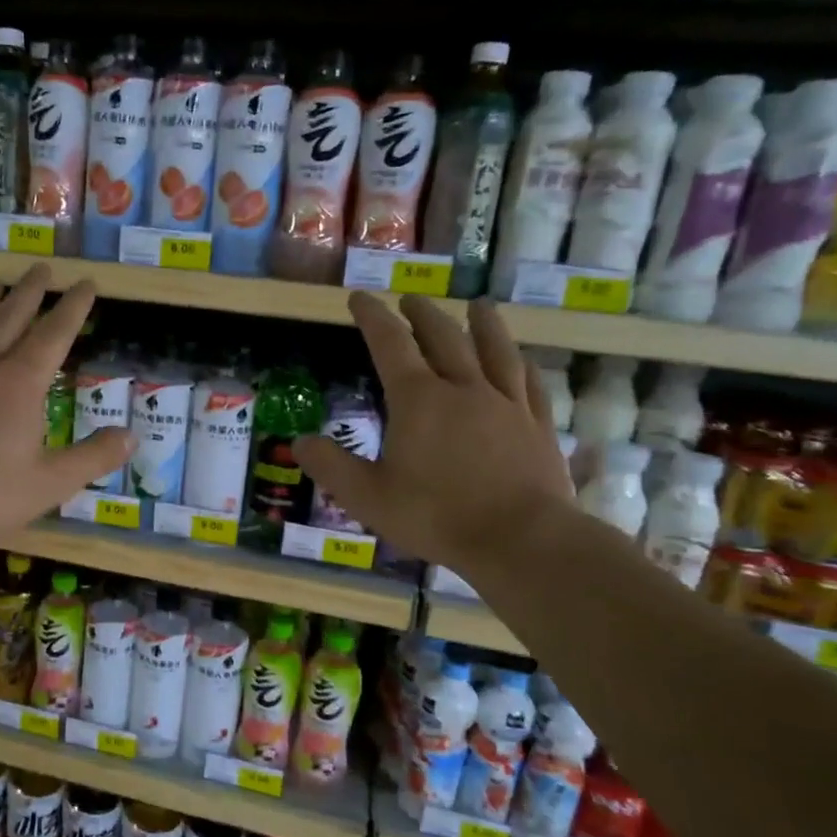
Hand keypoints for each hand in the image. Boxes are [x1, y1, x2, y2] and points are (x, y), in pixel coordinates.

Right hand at [294, 293, 572, 575]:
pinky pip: (528, 384)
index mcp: (418, 400)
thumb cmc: (436, 516)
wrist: (519, 539)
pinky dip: (521, 365)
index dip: (372, 317)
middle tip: (411, 299)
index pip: (390, 345)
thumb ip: (331, 466)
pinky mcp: (537, 425)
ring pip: (495, 350)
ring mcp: (506, 404)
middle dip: (422, 315)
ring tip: (477, 305)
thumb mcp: (367, 497)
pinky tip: (522, 360)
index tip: (360, 297)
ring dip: (483, 324)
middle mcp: (463, 389)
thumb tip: (299, 442)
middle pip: (443, 338)